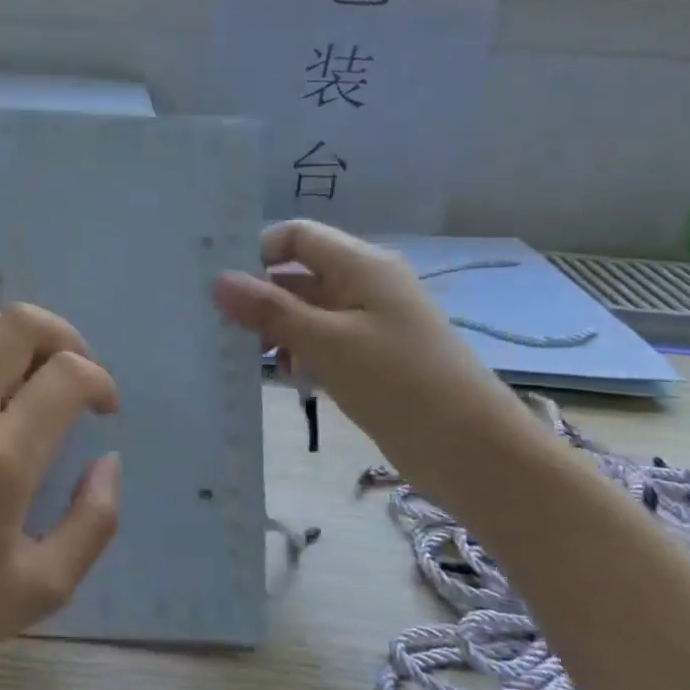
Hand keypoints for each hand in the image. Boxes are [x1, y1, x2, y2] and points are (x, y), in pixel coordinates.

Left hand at [0, 303, 121, 689]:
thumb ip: (93, 520)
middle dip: (63, 336)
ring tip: (33, 379)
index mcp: (1, 460)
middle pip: (18, 323)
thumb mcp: (44, 586)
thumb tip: (108, 460)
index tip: (105, 411)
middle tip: (75, 375)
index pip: (66, 374)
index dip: (100, 380)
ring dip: (18, 338)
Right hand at [211, 221, 538, 494]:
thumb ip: (270, 310)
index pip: (295, 237)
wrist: (472, 452)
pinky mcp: (367, 357)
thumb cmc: (400, 383)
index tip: (217, 285)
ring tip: (250, 356)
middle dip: (258, 297)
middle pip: (296, 275)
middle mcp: (363, 286)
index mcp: (361, 266)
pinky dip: (297, 352)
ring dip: (274, 329)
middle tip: (218, 326)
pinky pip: (318, 341)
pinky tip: (287, 377)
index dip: (256, 252)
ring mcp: (366, 323)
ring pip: (303, 311)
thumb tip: (217, 281)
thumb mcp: (327, 343)